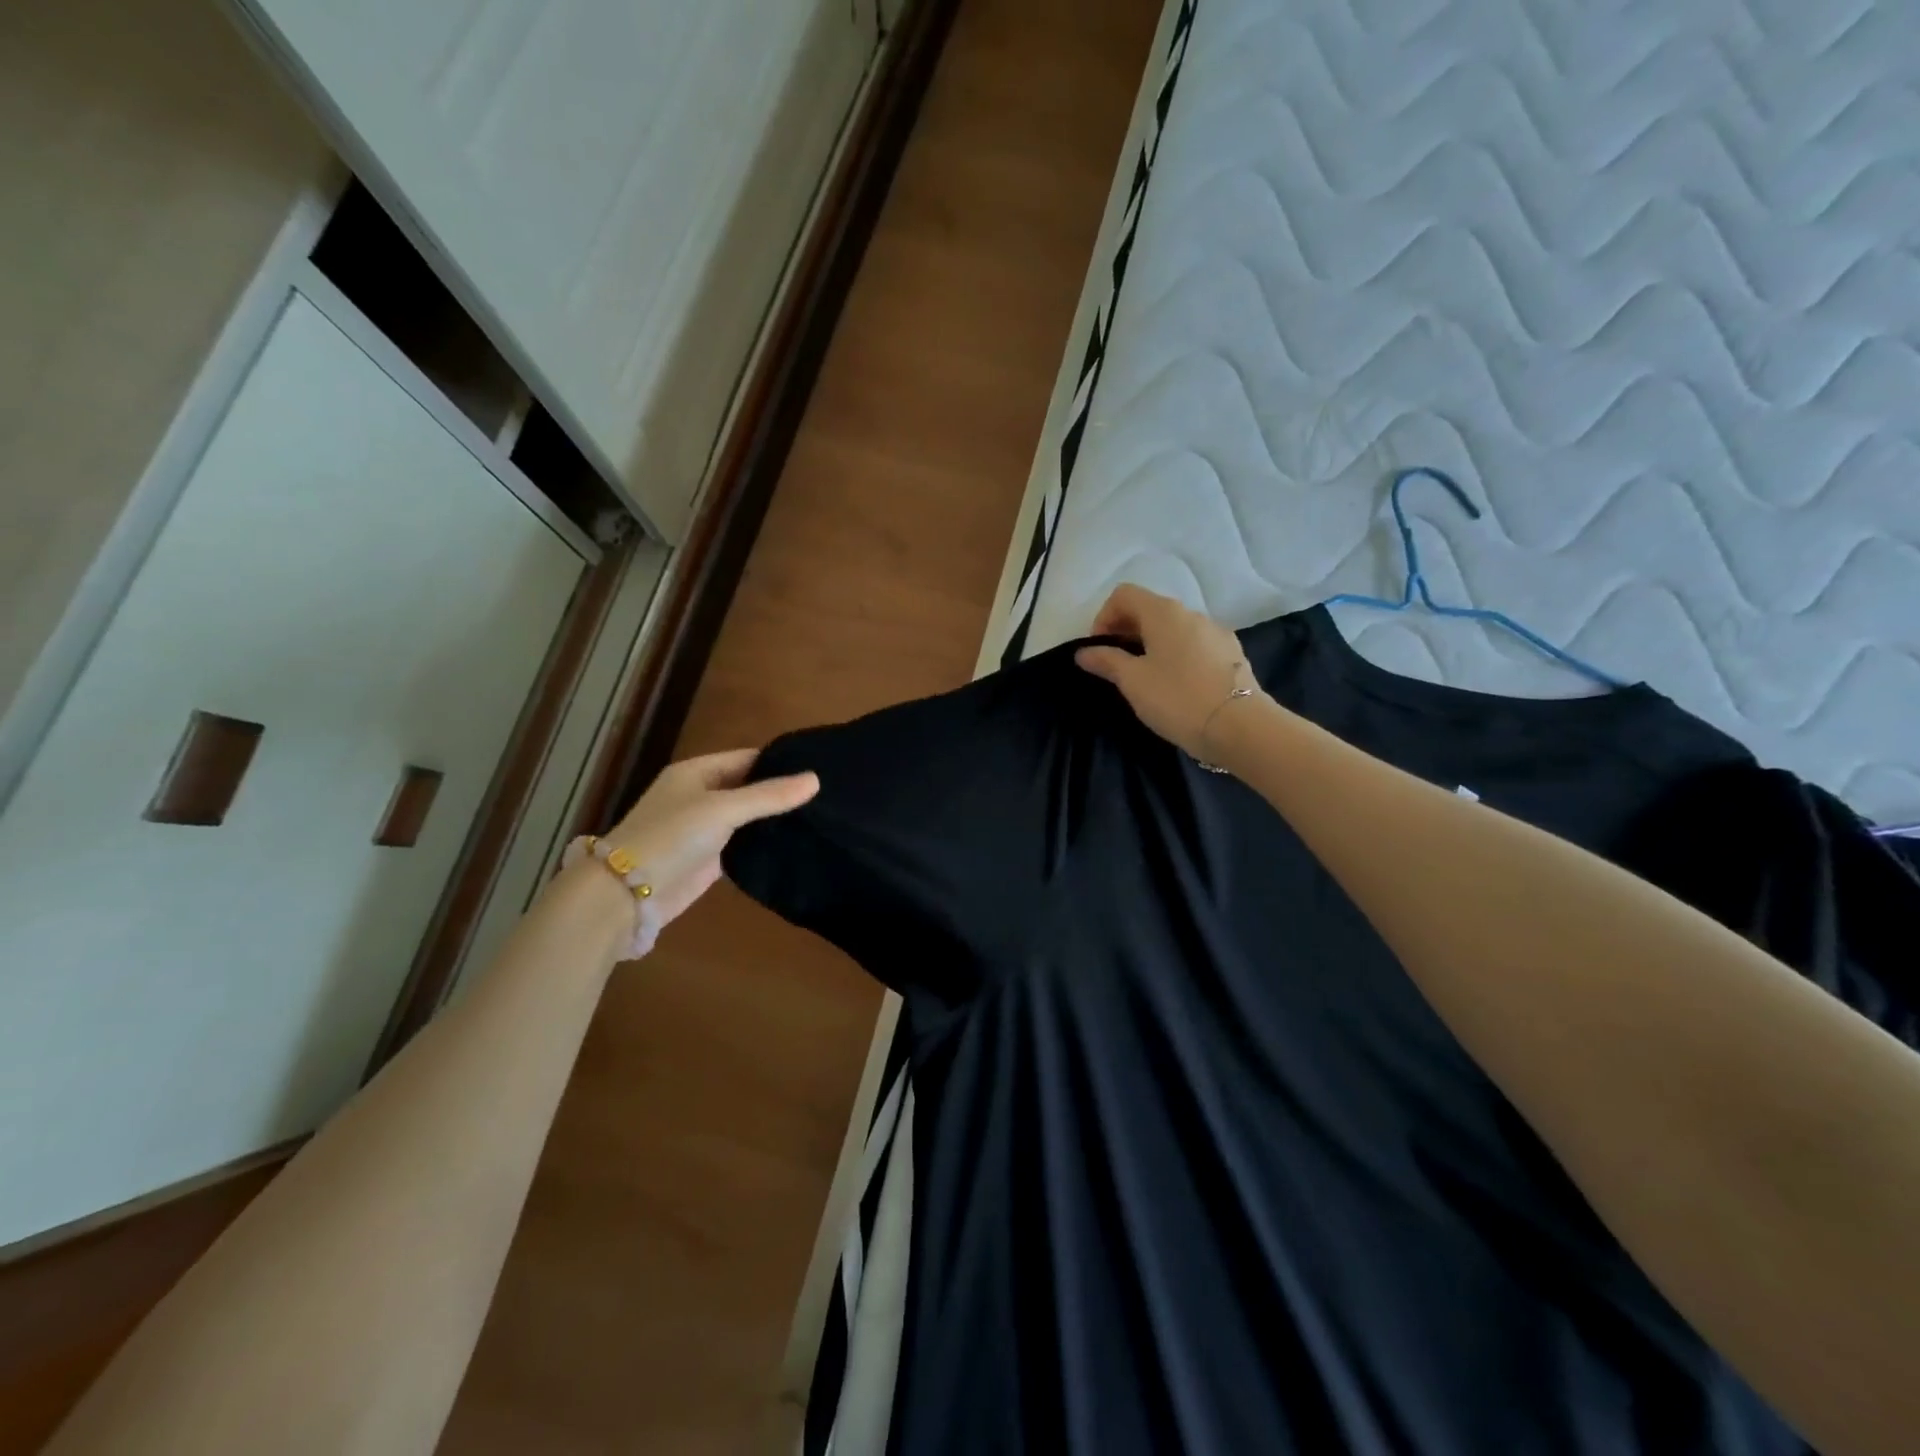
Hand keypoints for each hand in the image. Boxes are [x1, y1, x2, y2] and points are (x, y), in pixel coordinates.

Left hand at [599, 749, 818, 924]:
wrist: (628, 894)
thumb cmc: (672, 837)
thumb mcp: (722, 809)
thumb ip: (769, 796)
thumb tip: (816, 779)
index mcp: (696, 773)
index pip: (747, 759)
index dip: (779, 762)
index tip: (819, 766)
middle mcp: (700, 796)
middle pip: (748, 787)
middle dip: (780, 791)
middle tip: (827, 794)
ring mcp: (704, 829)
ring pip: (748, 818)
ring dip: (774, 819)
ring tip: (821, 816)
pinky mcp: (710, 860)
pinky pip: (743, 845)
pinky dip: (765, 843)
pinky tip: (796, 843)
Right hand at [1075, 584, 1263, 757]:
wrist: (1240, 727)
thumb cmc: (1177, 698)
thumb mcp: (1133, 681)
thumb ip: (1106, 661)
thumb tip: (1083, 652)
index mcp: (1163, 613)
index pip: (1124, 595)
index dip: (1103, 618)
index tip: (1099, 650)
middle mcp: (1191, 614)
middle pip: (1149, 609)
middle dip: (1126, 631)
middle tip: (1116, 666)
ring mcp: (1215, 632)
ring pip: (1173, 628)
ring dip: (1152, 644)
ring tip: (1145, 677)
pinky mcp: (1231, 653)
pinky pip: (1194, 645)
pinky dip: (1176, 655)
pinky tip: (1176, 685)